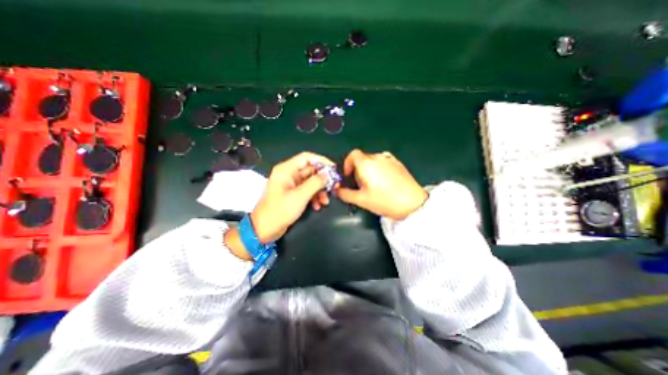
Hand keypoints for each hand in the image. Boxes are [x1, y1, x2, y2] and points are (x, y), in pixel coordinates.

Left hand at [251, 152, 333, 243]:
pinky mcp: (293, 194)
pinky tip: (318, 206)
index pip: (307, 157)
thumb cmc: (280, 211)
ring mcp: (291, 185)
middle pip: (311, 170)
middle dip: (323, 179)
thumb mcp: (300, 196)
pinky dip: (314, 197)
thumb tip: (329, 174)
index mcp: (286, 170)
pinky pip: (307, 191)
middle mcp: (289, 174)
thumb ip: (316, 183)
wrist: (264, 230)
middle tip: (335, 187)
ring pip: (311, 182)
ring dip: (320, 190)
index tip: (334, 170)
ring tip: (326, 201)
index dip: (322, 161)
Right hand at [336, 149, 424, 219]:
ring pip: (373, 161)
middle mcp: (378, 158)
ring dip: (369, 170)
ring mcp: (390, 160)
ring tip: (373, 185)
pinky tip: (384, 182)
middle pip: (362, 158)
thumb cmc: (386, 201)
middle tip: (360, 185)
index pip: (352, 154)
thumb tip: (337, 190)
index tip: (348, 175)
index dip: (347, 164)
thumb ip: (345, 194)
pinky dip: (379, 169)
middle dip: (358, 170)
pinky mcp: (399, 164)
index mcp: (367, 164)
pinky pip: (384, 163)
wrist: (413, 203)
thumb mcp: (361, 200)